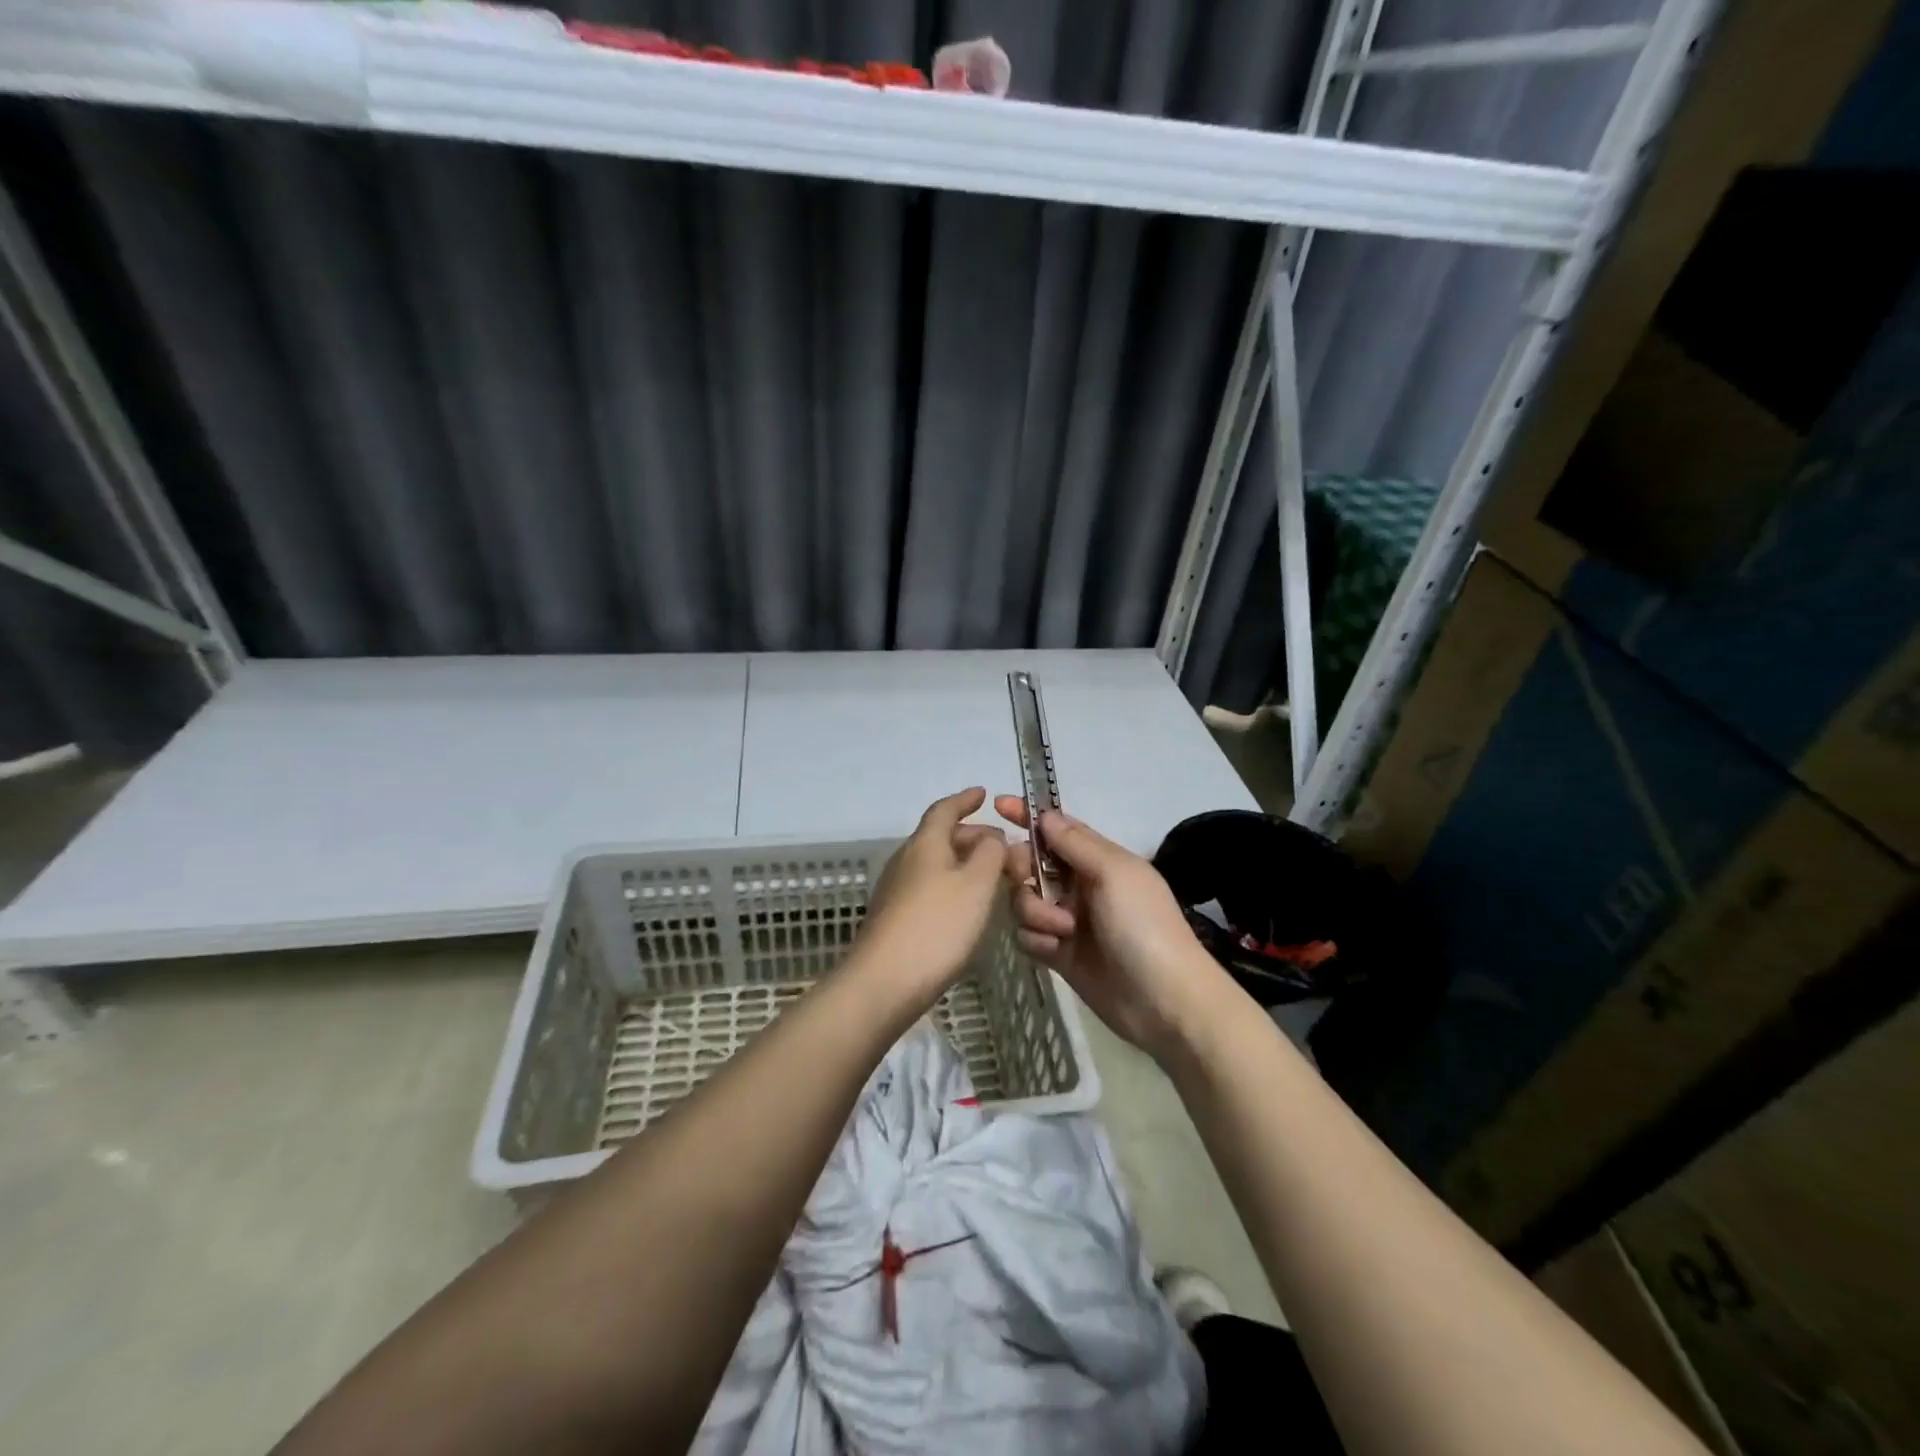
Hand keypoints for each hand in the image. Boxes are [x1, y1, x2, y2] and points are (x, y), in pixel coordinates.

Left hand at [857, 788, 1007, 1009]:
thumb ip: (991, 853)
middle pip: (941, 837)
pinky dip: (954, 887)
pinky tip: (968, 908)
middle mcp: (906, 860)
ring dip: (965, 864)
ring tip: (994, 878)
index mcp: (925, 843)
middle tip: (1004, 849)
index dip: (964, 800)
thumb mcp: (977, 883)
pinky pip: (930, 888)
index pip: (944, 810)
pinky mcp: (895, 919)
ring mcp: (896, 891)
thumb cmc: (936, 925)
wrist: (884, 982)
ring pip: (936, 864)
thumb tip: (992, 838)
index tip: (983, 794)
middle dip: (973, 837)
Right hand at [994, 796, 1230, 1060]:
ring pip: (1023, 900)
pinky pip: (1027, 934)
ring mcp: (1067, 919)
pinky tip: (1055, 951)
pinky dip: (1036, 939)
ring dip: (1034, 911)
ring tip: (1061, 931)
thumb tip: (1045, 815)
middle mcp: (1078, 885)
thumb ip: (1075, 844)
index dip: (1028, 815)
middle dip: (1022, 869)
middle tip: (1029, 880)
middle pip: (1029, 863)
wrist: (1162, 1000)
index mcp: (1097, 859)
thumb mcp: (1114, 873)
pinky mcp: (1058, 953)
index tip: (999, 805)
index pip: (1056, 829)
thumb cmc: (1143, 925)